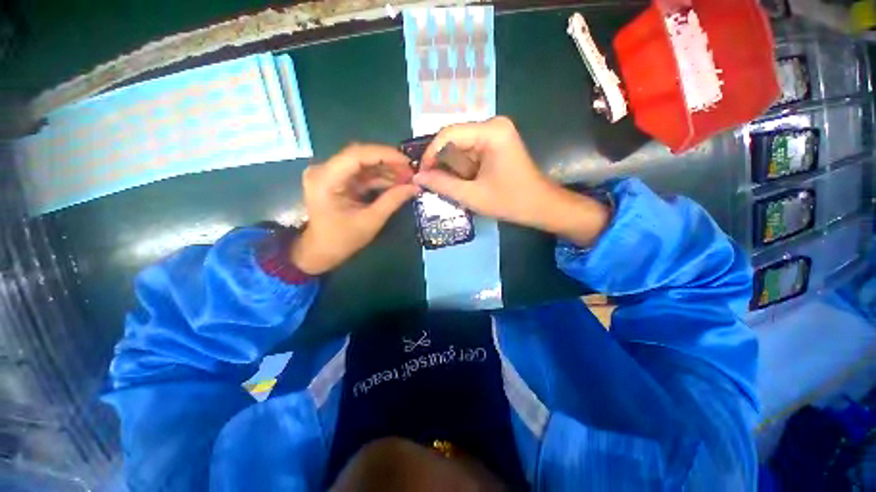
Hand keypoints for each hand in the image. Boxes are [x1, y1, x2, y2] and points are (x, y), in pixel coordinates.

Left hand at [291, 144, 417, 274]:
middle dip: (388, 162)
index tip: (408, 162)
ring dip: (386, 169)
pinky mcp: (337, 179)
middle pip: (360, 156)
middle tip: (411, 172)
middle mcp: (324, 169)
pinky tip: (396, 182)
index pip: (357, 155)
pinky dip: (379, 177)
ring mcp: (330, 173)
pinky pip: (361, 173)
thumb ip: (393, 201)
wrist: (320, 251)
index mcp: (325, 179)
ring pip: (363, 163)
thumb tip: (416, 187)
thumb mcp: (371, 221)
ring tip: (407, 178)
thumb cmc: (342, 240)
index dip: (385, 155)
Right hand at [414, 117, 609, 245]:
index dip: (431, 155)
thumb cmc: (511, 201)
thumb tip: (418, 177)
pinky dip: (463, 167)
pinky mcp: (496, 142)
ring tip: (449, 186)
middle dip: (442, 163)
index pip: (448, 135)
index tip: (421, 175)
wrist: (541, 205)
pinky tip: (464, 182)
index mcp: (491, 131)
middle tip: (432, 183)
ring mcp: (496, 132)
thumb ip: (442, 185)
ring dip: (453, 167)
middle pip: (454, 139)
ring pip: (461, 146)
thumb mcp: (472, 196)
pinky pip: (470, 151)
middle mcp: (493, 124)